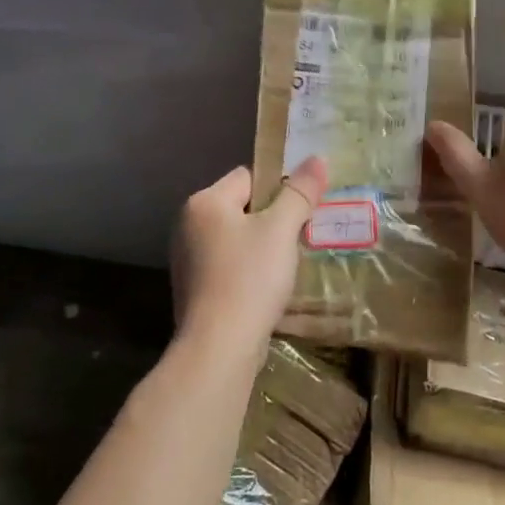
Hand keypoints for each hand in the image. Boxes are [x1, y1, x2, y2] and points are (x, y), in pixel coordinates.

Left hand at [170, 155, 327, 357]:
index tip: (301, 211)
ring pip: (235, 239)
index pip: (248, 177)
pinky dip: (247, 271)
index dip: (278, 189)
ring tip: (286, 265)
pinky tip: (266, 288)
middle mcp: (187, 225)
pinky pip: (228, 265)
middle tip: (299, 238)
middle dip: (271, 220)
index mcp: (204, 202)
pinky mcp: (193, 288)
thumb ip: (299, 193)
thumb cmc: (250, 278)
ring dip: (261, 247)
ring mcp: (187, 258)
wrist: (219, 346)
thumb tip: (317, 158)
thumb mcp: (281, 230)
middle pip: (241, 207)